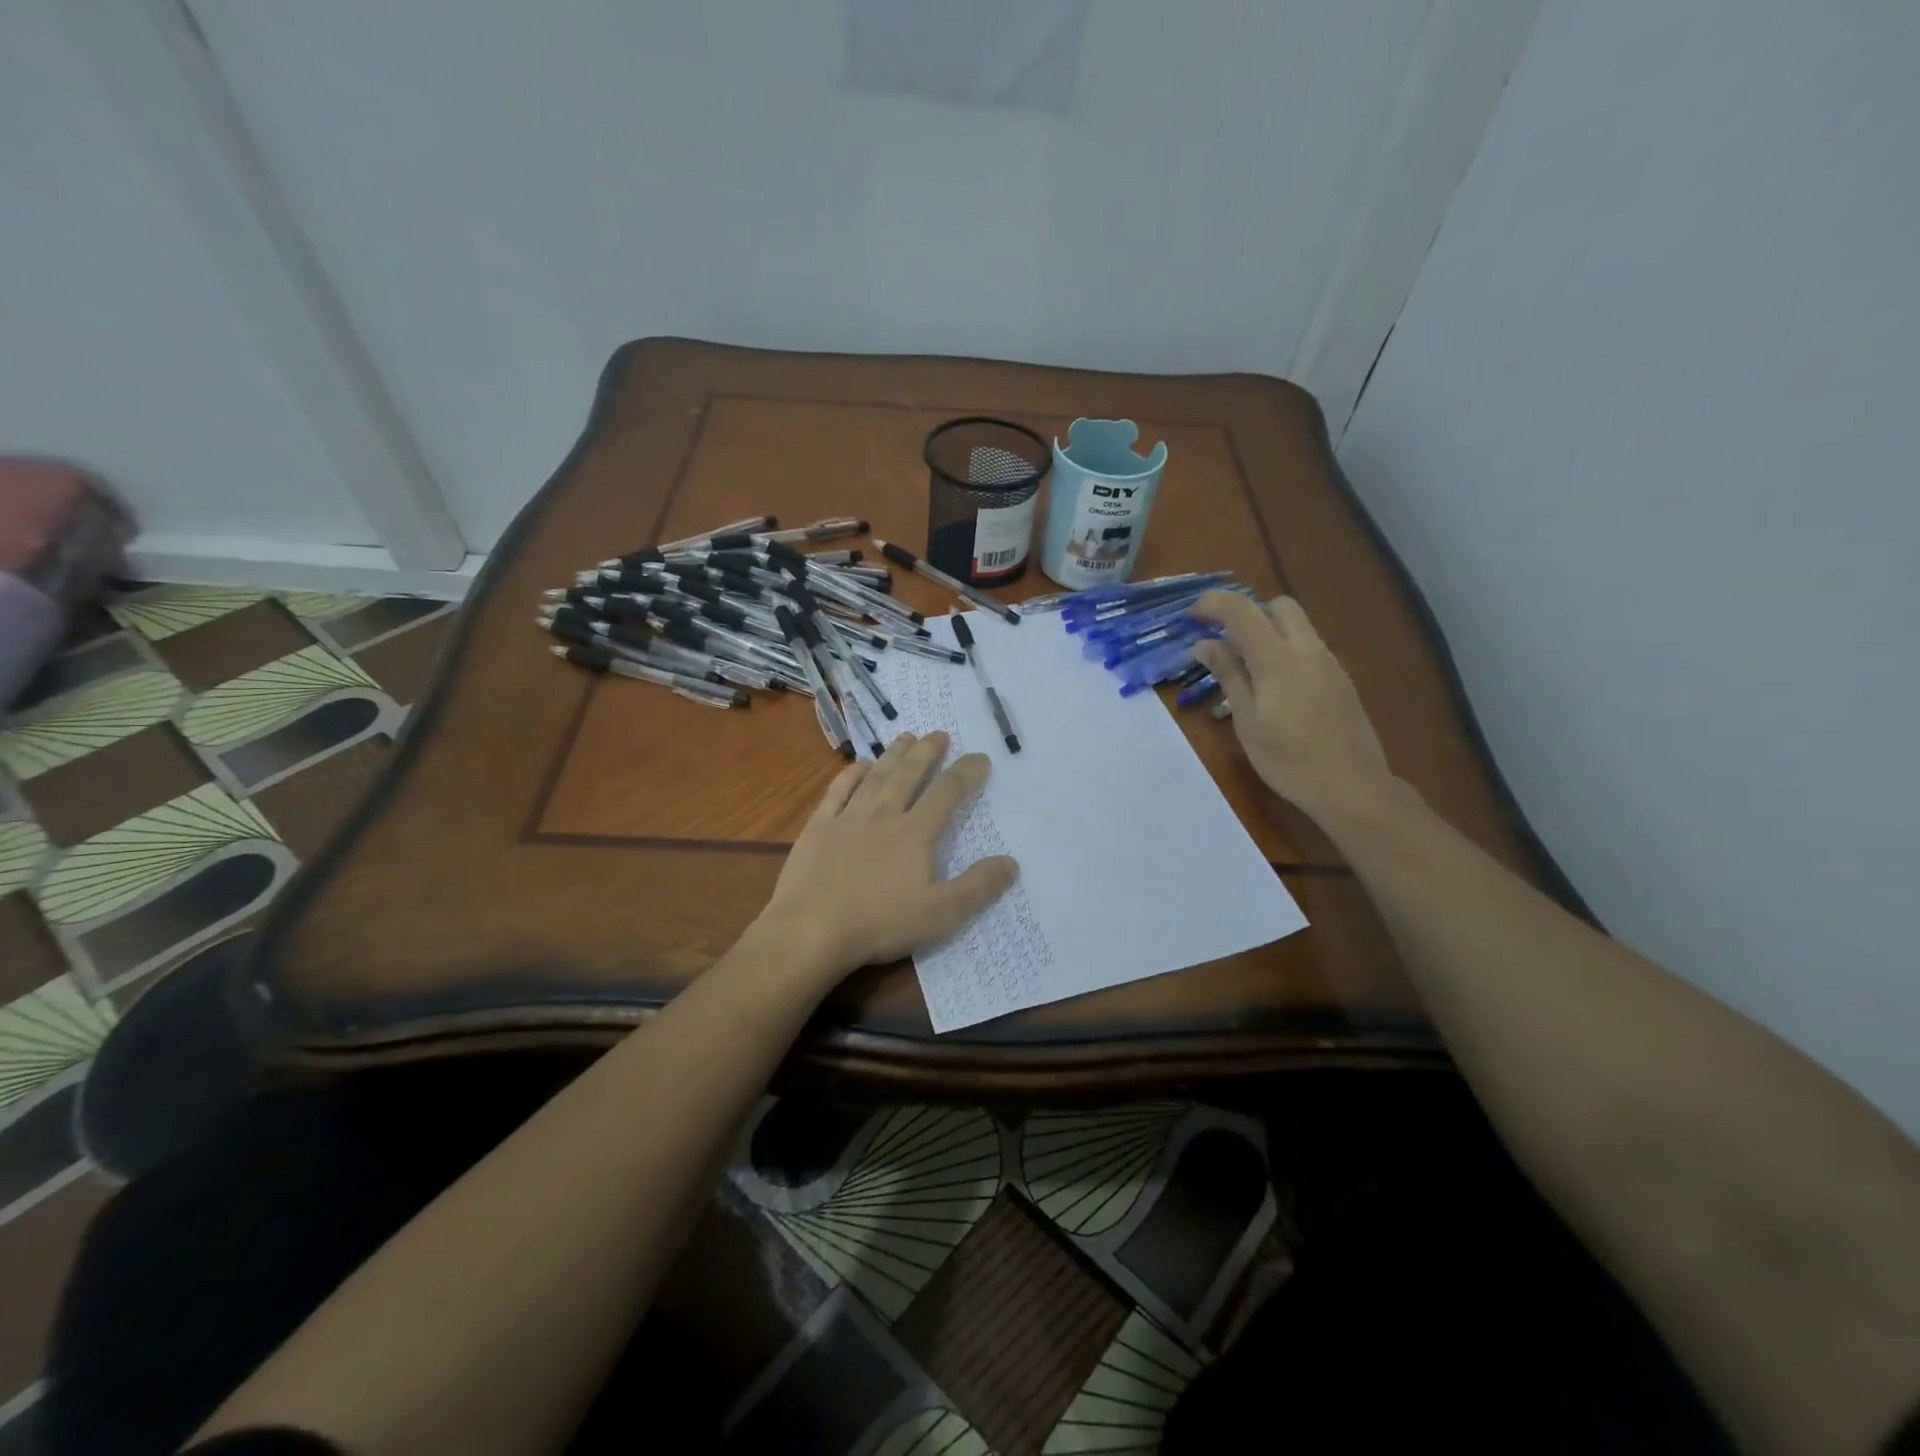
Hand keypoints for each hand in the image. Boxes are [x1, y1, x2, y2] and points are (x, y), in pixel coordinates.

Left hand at [757, 732, 1017, 977]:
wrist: (810, 930)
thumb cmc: (880, 923)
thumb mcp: (942, 914)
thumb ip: (978, 886)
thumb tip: (1011, 862)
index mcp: (915, 833)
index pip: (947, 793)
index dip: (966, 773)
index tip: (980, 758)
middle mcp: (883, 815)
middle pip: (909, 774)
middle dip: (927, 752)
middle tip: (939, 734)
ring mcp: (847, 818)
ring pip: (875, 777)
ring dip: (893, 755)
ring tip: (905, 737)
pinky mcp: (818, 828)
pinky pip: (837, 791)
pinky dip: (850, 774)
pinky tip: (858, 765)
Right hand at [1192, 591, 1394, 824]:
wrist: (1351, 785)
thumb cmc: (1287, 759)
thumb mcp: (1247, 720)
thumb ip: (1228, 675)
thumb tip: (1204, 644)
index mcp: (1277, 658)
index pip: (1241, 608)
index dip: (1213, 604)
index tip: (1191, 618)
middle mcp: (1307, 648)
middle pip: (1277, 605)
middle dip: (1247, 612)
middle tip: (1223, 642)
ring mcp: (1329, 662)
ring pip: (1297, 624)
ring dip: (1267, 631)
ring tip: (1245, 668)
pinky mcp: (1340, 678)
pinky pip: (1308, 646)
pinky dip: (1285, 649)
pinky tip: (1273, 686)